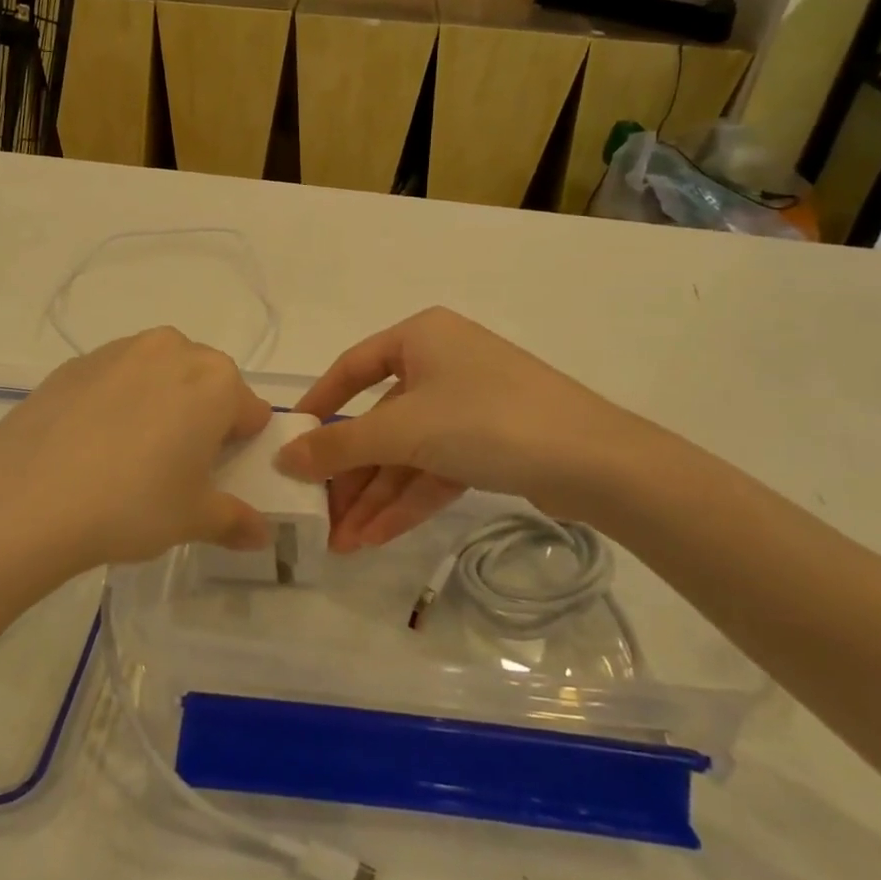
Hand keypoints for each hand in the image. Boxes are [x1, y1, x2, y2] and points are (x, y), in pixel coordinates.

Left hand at [0, 328, 273, 570]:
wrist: (26, 498)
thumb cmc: (131, 504)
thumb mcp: (193, 519)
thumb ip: (234, 520)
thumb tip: (259, 534)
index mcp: (215, 380)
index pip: (248, 411)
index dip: (238, 446)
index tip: (215, 477)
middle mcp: (173, 349)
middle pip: (204, 383)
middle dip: (200, 418)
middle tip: (174, 468)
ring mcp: (120, 351)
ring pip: (158, 375)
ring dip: (158, 404)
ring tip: (128, 456)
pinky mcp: (75, 363)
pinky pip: (115, 379)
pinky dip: (116, 403)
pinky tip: (91, 446)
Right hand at [277, 307, 665, 550]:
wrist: (596, 461)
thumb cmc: (485, 419)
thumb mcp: (402, 430)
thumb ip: (339, 445)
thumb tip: (284, 458)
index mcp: (420, 337)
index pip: (351, 367)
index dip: (319, 406)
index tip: (291, 444)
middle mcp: (442, 362)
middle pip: (380, 420)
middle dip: (351, 474)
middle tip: (321, 516)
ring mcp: (468, 404)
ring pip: (407, 451)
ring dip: (376, 497)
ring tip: (343, 543)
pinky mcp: (490, 441)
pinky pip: (436, 466)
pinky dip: (408, 500)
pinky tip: (377, 538)